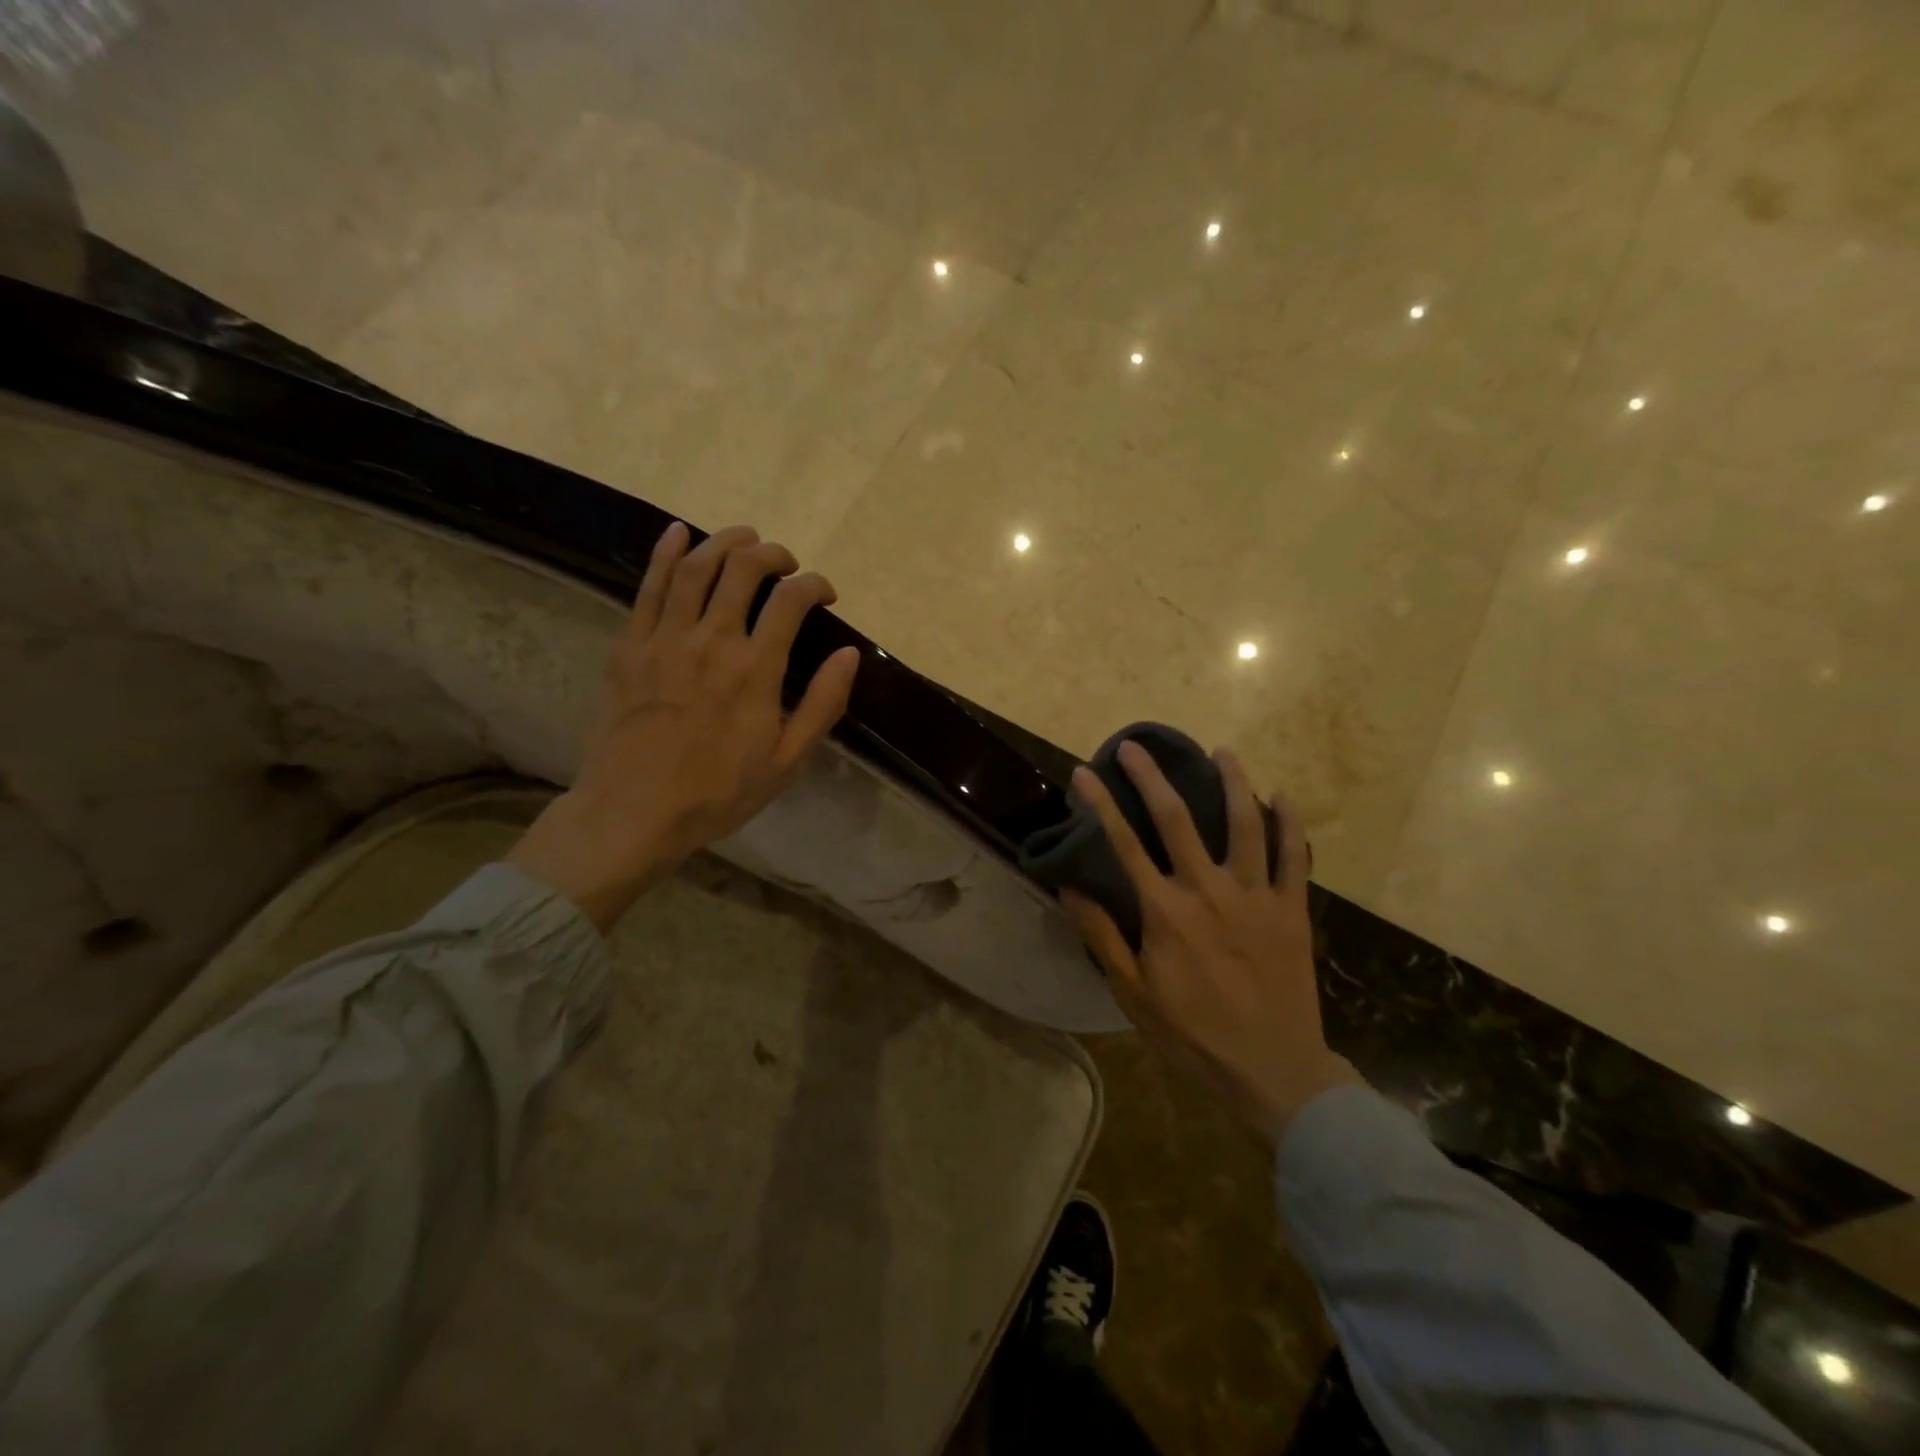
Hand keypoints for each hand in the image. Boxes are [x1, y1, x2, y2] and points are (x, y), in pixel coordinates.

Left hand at [508, 522, 859, 929]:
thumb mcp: (787, 761)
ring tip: (744, 538)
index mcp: (755, 670)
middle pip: (743, 570)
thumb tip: (849, 655)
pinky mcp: (630, 646)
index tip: (825, 594)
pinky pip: (649, 587)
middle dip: (772, 554)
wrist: (634, 813)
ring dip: (724, 542)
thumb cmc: (718, 793)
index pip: (791, 601)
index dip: (815, 585)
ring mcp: (665, 639)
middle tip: (786, 562)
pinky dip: (665, 554)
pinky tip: (678, 534)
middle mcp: (712, 640)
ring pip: (696, 568)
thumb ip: (822, 705)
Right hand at [1061, 742, 1358, 1145]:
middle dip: (1152, 777)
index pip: (1124, 844)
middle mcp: (1210, 891)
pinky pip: (1295, 857)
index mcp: (1166, 912)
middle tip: (1136, 747)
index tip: (1084, 772)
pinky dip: (1290, 824)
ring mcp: (1256, 896)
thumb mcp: (1134, 993)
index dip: (1101, 805)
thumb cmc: (1193, 1034)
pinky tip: (1283, 797)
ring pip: (1246, 824)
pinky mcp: (1293, 910)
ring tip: (1222, 752)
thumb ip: (1103, 937)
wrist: (1272, 1070)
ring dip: (1233, 782)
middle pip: (1178, 819)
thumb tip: (1070, 890)